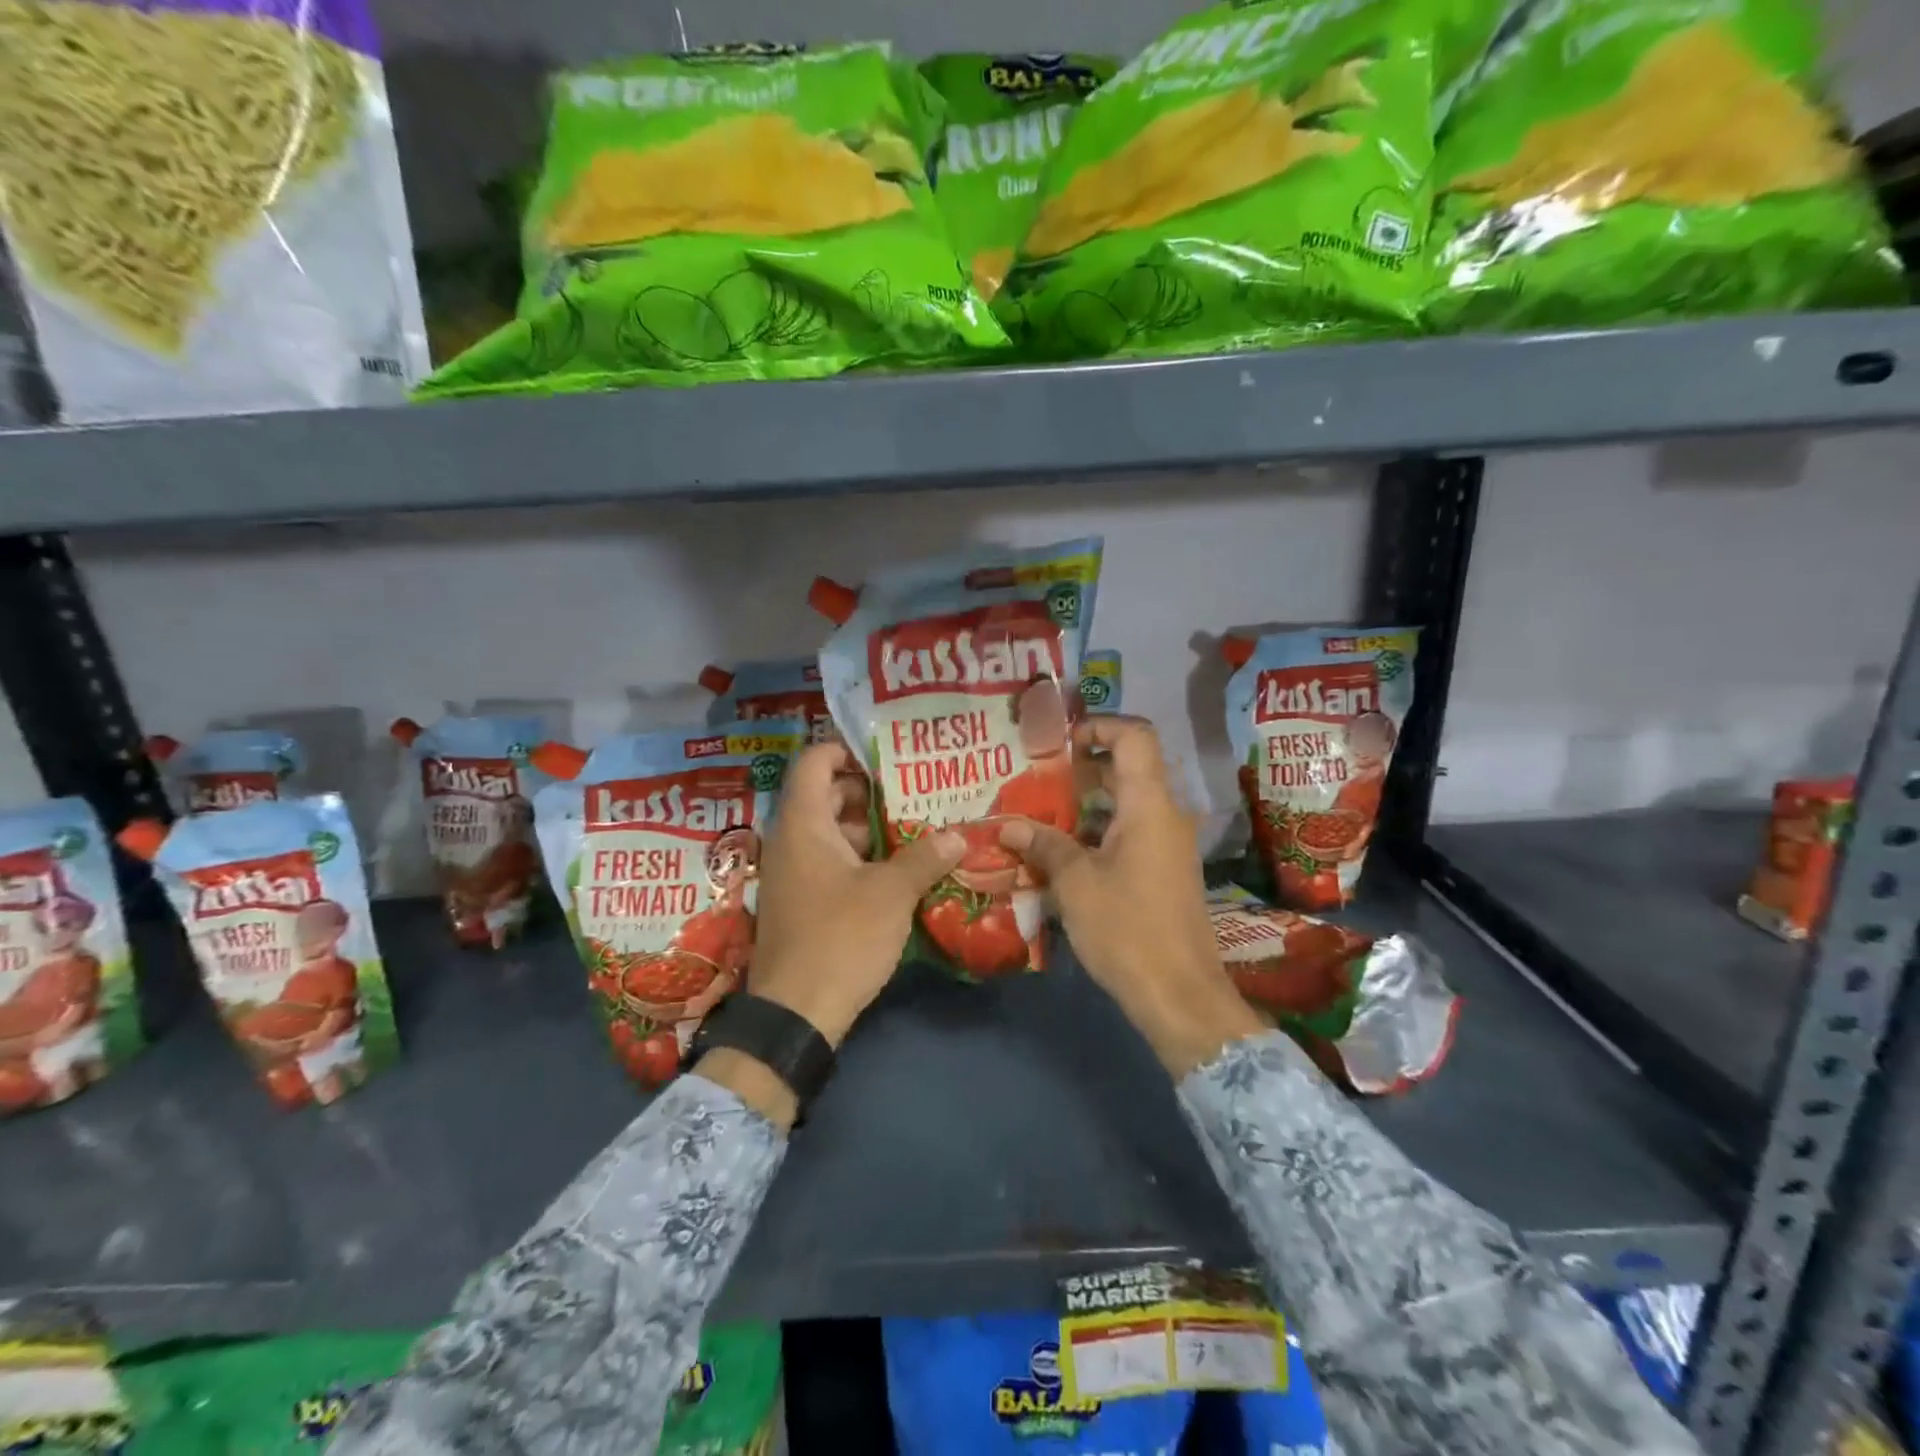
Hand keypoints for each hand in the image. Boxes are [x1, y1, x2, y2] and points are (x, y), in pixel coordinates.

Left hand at [742, 743, 963, 1048]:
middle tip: (915, 792)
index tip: (888, 756)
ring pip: (831, 832)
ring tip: (916, 828)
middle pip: (826, 796)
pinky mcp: (800, 902)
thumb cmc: (840, 937)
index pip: (814, 762)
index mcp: (803, 824)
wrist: (795, 1014)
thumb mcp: (892, 894)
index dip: (847, 750)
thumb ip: (925, 857)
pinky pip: (829, 861)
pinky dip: (859, 857)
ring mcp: (792, 873)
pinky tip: (897, 870)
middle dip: (870, 792)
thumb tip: (958, 834)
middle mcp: (790, 840)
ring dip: (869, 828)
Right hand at [999, 716, 1263, 1076]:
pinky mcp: (1163, 870)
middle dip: (1080, 767)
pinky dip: (1096, 831)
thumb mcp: (1075, 883)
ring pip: (1124, 803)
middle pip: (1127, 767)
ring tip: (1037, 814)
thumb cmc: (1127, 929)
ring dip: (1083, 804)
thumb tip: (1006, 824)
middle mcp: (1165, 815)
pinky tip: (1059, 853)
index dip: (1098, 725)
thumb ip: (1043, 844)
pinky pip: (1128, 832)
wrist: (1180, 995)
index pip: (1134, 736)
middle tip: (1034, 776)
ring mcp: (1167, 844)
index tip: (1058, 742)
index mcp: (1150, 805)